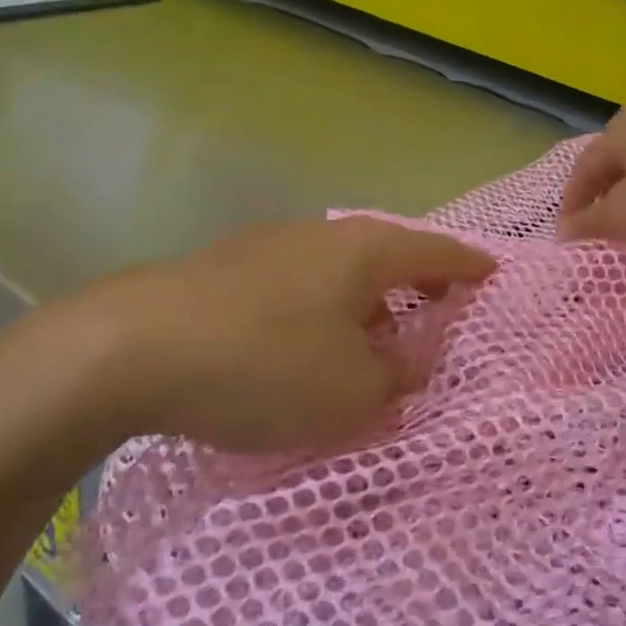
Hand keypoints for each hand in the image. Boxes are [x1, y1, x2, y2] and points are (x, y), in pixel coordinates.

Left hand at [49, 218, 494, 452]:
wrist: (133, 347)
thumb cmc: (265, 365)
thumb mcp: (352, 391)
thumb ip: (396, 375)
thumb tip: (409, 358)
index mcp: (366, 251)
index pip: (437, 252)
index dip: (469, 266)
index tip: (492, 275)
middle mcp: (324, 235)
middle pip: (389, 254)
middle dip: (417, 283)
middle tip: (437, 310)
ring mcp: (272, 245)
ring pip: (340, 268)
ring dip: (366, 299)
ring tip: (372, 337)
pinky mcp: (229, 267)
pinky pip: (300, 282)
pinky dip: (322, 307)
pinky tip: (305, 342)